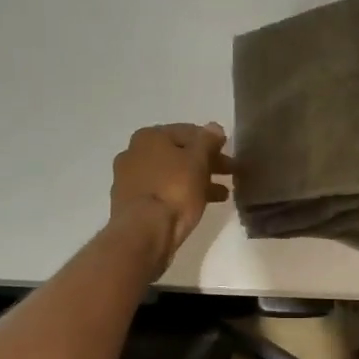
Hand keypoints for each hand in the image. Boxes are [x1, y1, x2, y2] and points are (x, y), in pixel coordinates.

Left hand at [111, 123, 233, 270]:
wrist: (144, 232)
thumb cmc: (174, 190)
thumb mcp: (198, 161)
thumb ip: (207, 141)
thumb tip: (213, 127)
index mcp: (149, 136)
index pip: (187, 132)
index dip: (211, 142)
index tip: (229, 154)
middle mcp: (134, 153)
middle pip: (178, 154)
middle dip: (206, 163)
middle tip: (230, 174)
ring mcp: (129, 180)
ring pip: (171, 175)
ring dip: (197, 181)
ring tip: (221, 194)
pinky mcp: (130, 204)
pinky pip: (162, 193)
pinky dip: (180, 195)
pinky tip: (198, 206)